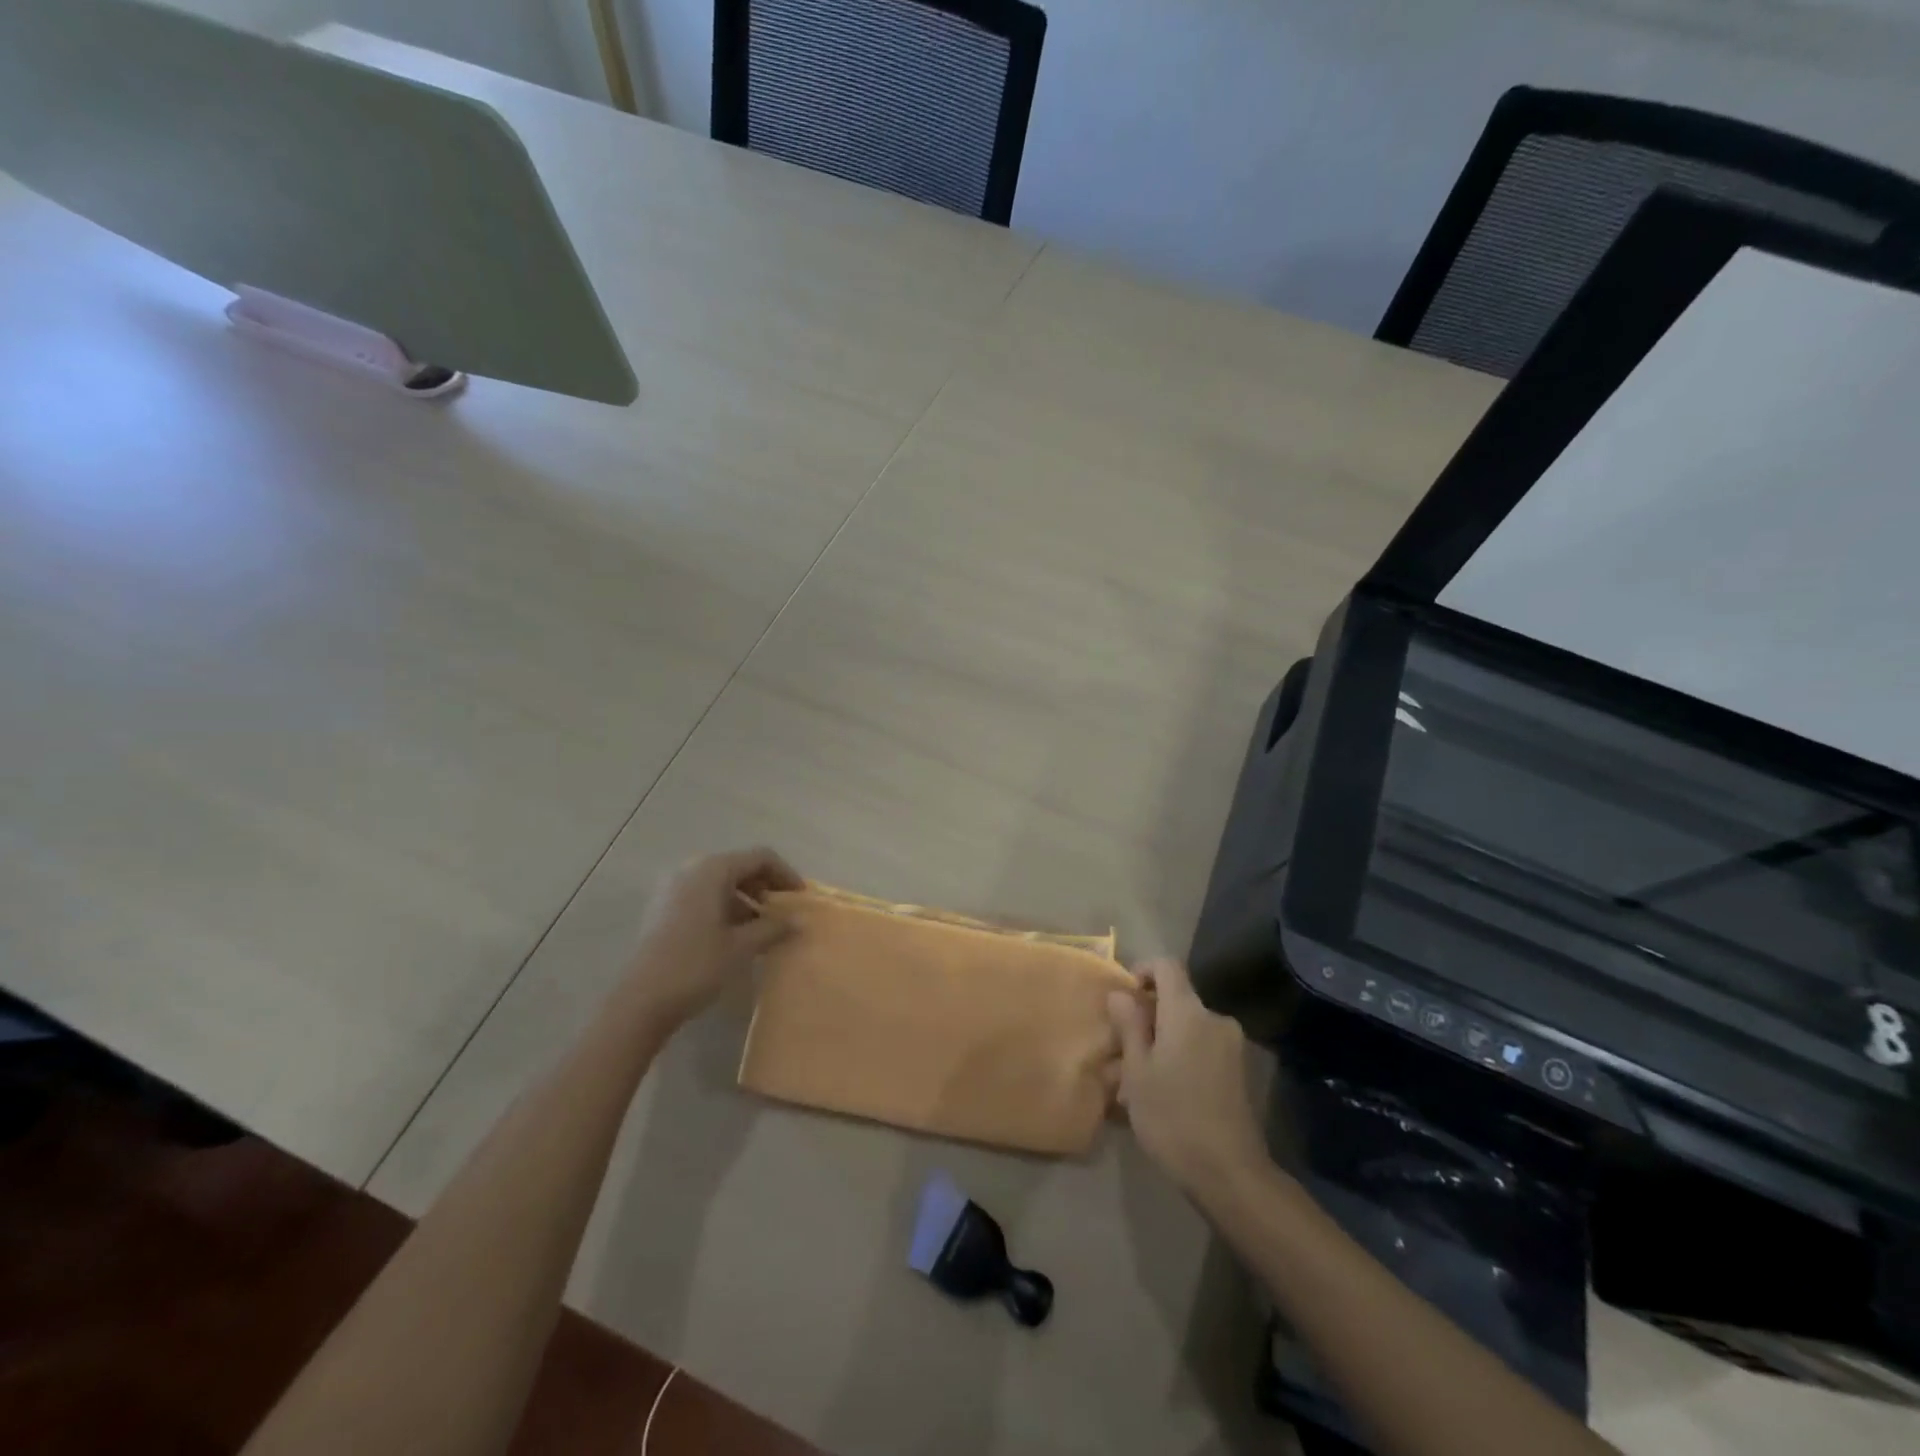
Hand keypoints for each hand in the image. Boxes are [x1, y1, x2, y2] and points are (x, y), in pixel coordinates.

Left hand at [620, 847, 802, 1029]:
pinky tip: (733, 935)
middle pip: (738, 866)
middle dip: (765, 886)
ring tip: (761, 928)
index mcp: (712, 870)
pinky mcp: (662, 908)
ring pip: (719, 882)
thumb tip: (799, 921)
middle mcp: (690, 869)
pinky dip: (723, 907)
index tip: (800, 899)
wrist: (640, 1001)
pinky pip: (702, 896)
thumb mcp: (742, 947)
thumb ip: (773, 928)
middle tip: (782, 912)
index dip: (785, 874)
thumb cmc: (696, 966)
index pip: (759, 858)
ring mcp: (672, 888)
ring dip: (745, 899)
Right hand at [1107, 959, 1267, 1197]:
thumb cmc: (1173, 1117)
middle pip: (1177, 999)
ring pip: (1188, 1027)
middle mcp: (1215, 1019)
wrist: (1230, 1173)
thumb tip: (1120, 993)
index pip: (1167, 966)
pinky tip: (1165, 1091)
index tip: (1124, 998)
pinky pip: (1202, 1047)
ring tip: (1138, 1078)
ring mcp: (1232, 1045)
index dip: (1143, 970)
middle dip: (1148, 1015)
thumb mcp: (1137, 1071)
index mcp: (1188, 1012)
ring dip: (1163, 1040)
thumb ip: (1129, 1025)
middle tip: (1122, 1048)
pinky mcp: (1239, 1070)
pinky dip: (1181, 1056)